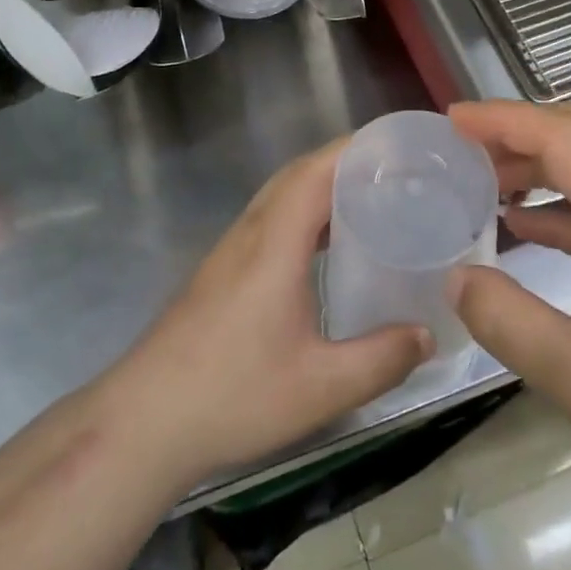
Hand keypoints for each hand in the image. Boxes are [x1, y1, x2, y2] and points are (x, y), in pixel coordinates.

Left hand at [102, 143, 432, 487]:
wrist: (143, 422)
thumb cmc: (232, 396)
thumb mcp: (321, 387)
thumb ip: (381, 359)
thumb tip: (428, 335)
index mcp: (274, 244)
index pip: (315, 172)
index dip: (355, 150)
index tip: (398, 148)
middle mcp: (250, 234)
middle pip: (297, 175)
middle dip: (345, 162)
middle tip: (395, 173)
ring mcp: (230, 252)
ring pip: (280, 196)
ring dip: (322, 186)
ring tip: (370, 201)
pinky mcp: (221, 272)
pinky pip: (270, 221)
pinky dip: (303, 214)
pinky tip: (325, 249)